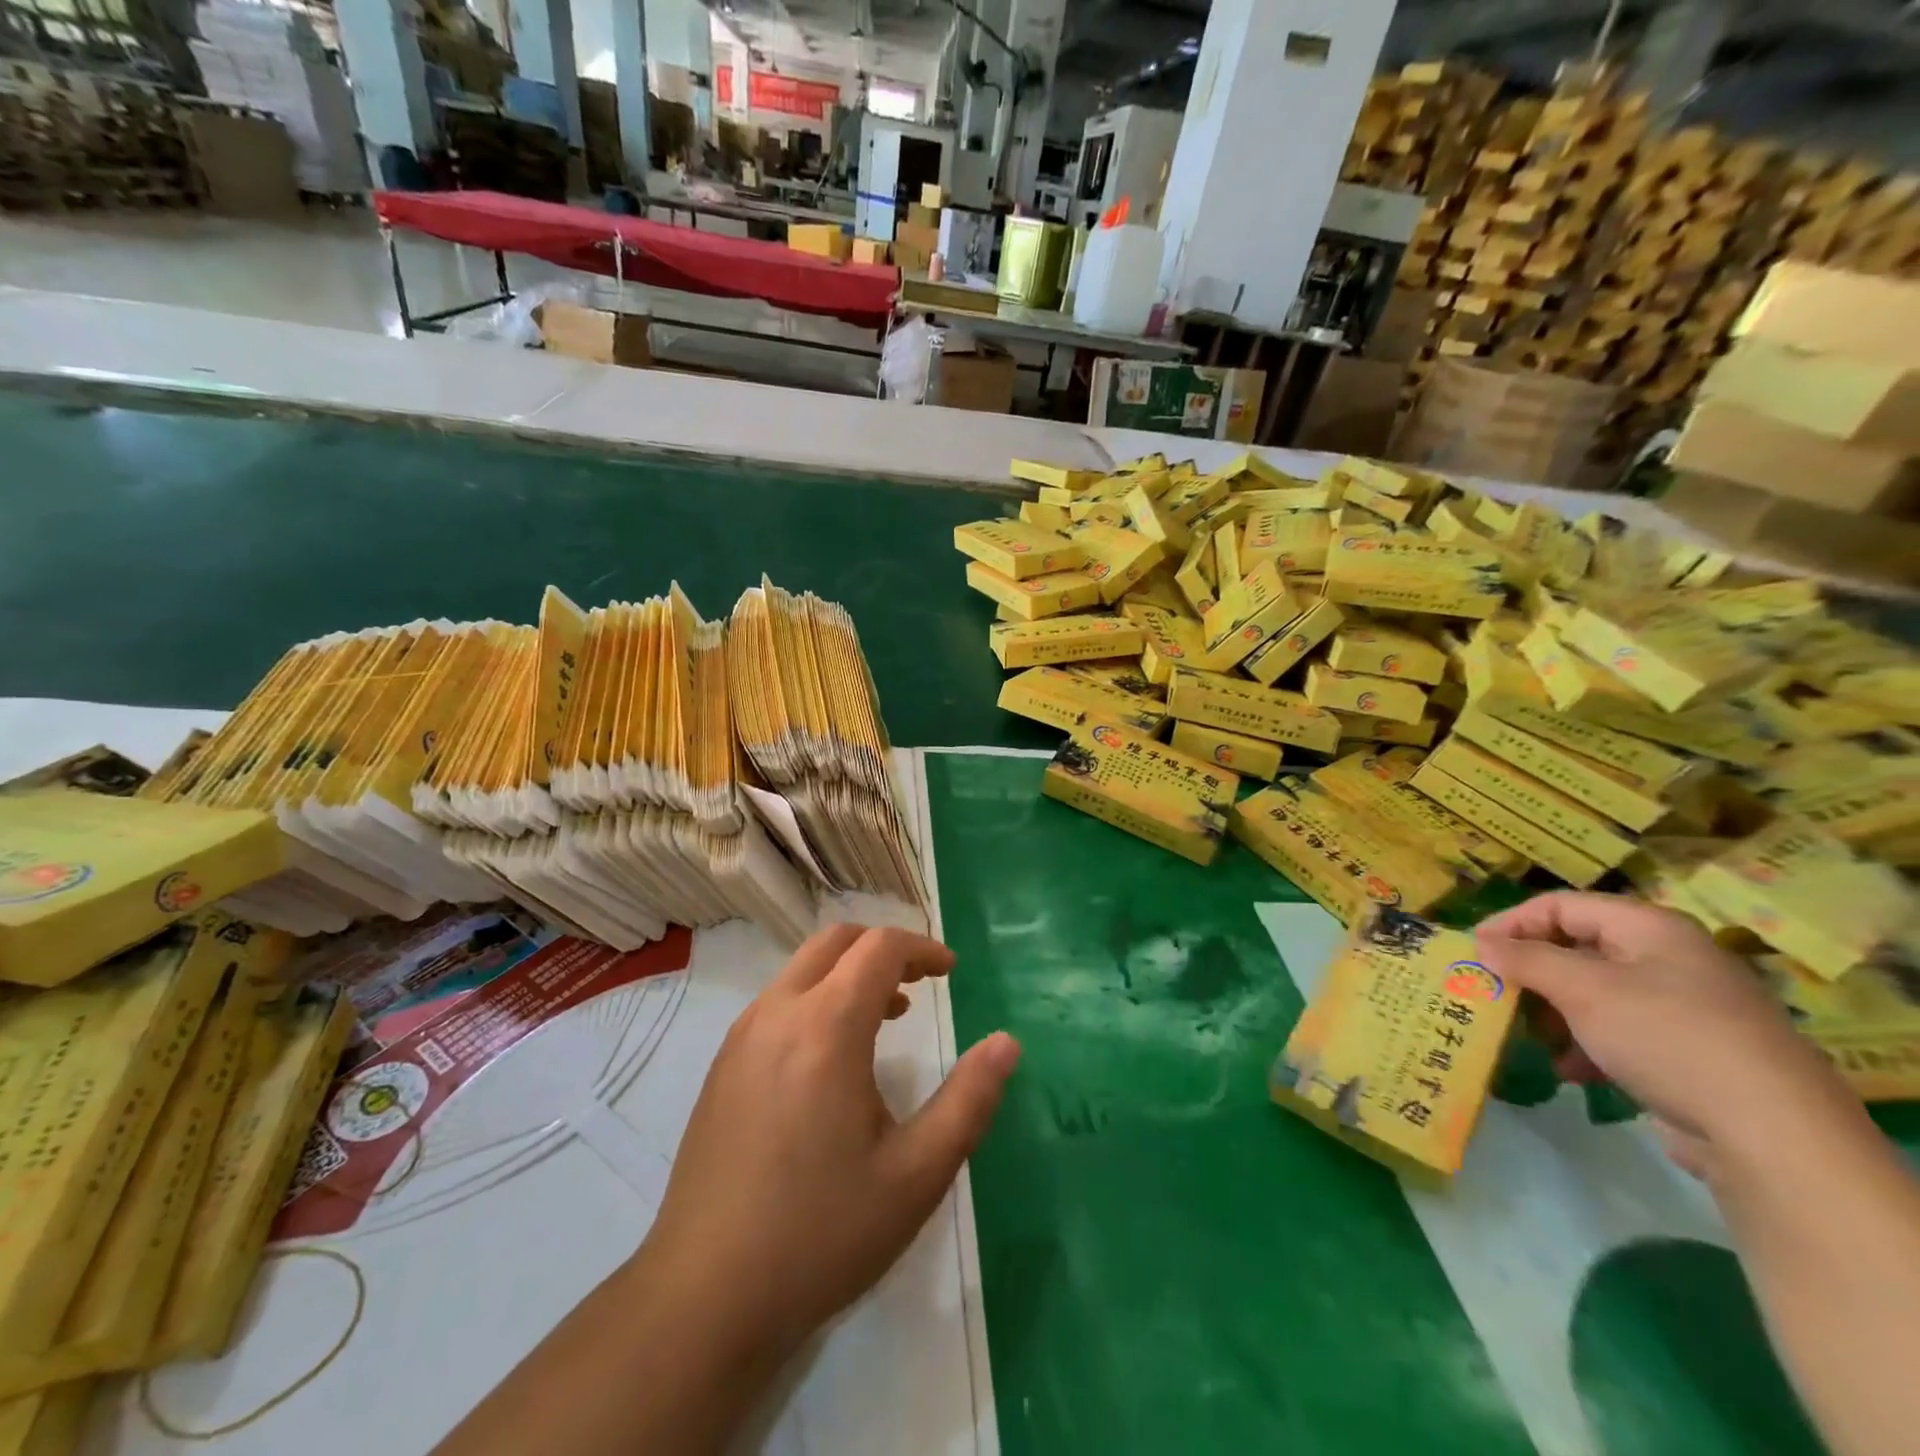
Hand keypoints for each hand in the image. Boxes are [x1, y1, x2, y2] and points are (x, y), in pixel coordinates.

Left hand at [638, 923, 1019, 1372]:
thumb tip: (1007, 1043)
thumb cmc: (821, 1232)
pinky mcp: (722, 1066)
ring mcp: (741, 1037)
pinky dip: (817, 998)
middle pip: (836, 942)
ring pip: (802, 969)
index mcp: (827, 1026)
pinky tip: (833, 1059)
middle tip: (921, 983)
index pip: (879, 948)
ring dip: (849, 973)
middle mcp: (778, 1013)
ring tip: (887, 1016)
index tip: (952, 972)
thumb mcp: (916, 1174)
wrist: (704, 1298)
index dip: (922, 948)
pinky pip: (778, 1002)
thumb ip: (969, 1100)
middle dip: (884, 948)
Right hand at [1475, 892, 1859, 1177]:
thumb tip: (1482, 945)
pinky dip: (1586, 1044)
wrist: (1771, 1136)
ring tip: (1529, 1037)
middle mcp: (1668, 958)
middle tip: (1493, 994)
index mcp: (1650, 928)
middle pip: (1576, 948)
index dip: (1511, 923)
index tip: (1473, 952)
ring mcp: (1683, 1007)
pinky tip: (1570, 1071)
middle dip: (1531, 972)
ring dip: (1553, 1012)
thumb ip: (1525, 960)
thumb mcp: (1582, 990)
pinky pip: (1619, 1032)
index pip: (1560, 906)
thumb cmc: (1666, 1037)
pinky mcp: (1688, 1052)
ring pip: (1594, 993)